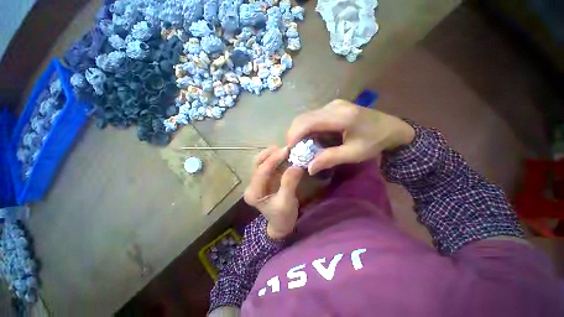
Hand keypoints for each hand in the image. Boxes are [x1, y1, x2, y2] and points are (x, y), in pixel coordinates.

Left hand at [244, 147, 304, 239]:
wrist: (281, 225)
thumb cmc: (283, 217)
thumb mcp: (286, 202)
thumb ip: (289, 183)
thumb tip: (296, 165)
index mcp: (253, 193)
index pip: (261, 171)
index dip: (273, 159)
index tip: (287, 150)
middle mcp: (252, 184)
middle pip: (257, 162)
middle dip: (271, 154)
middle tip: (286, 149)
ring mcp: (258, 180)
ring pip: (262, 161)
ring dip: (273, 154)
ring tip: (286, 151)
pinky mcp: (266, 178)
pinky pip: (269, 164)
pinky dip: (277, 158)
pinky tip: (286, 156)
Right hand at [287, 99, 414, 174]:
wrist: (392, 128)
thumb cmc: (375, 142)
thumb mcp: (354, 154)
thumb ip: (330, 159)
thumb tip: (308, 168)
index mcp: (340, 116)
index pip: (308, 122)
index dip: (294, 135)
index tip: (289, 149)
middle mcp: (333, 106)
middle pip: (303, 117)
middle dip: (293, 133)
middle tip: (293, 150)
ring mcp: (333, 104)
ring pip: (306, 116)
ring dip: (299, 131)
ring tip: (301, 146)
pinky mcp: (333, 107)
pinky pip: (313, 116)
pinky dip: (307, 128)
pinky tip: (311, 138)